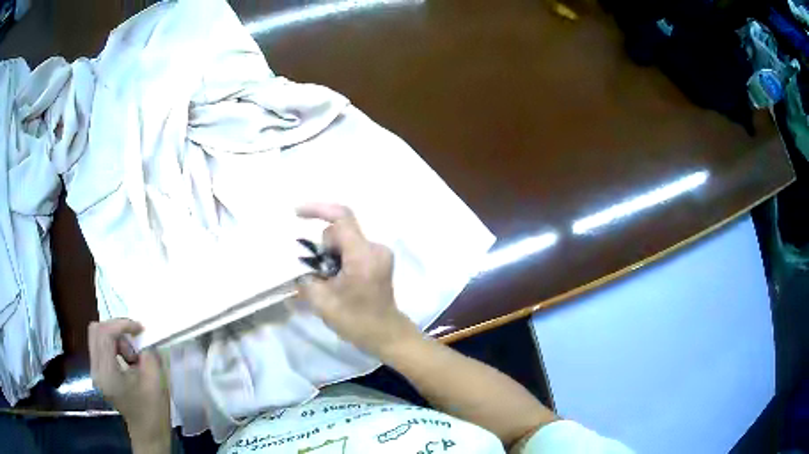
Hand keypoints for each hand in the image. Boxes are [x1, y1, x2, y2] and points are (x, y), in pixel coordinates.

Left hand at [88, 319, 169, 451]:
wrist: (148, 433)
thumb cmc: (153, 411)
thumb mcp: (155, 380)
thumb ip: (148, 354)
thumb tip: (143, 338)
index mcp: (107, 375)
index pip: (104, 334)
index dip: (122, 324)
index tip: (140, 328)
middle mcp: (95, 370)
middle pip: (96, 330)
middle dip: (116, 329)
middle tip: (134, 341)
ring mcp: (95, 372)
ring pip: (97, 336)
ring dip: (116, 338)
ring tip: (132, 357)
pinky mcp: (98, 373)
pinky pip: (100, 346)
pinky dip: (114, 345)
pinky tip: (127, 360)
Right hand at [296, 203, 421, 356]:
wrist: (386, 334)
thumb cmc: (356, 321)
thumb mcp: (322, 302)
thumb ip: (306, 278)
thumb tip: (299, 267)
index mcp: (363, 255)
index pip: (341, 218)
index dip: (317, 209)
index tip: (296, 213)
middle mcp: (375, 248)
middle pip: (341, 232)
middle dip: (324, 248)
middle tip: (320, 274)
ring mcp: (380, 253)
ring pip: (346, 241)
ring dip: (332, 255)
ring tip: (331, 281)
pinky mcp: (380, 260)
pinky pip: (353, 249)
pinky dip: (340, 259)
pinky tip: (338, 279)